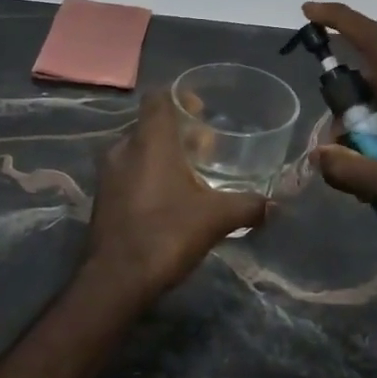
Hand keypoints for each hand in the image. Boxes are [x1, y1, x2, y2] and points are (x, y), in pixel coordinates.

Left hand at [80, 89, 266, 298]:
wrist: (116, 280)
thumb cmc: (166, 234)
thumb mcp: (216, 218)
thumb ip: (247, 206)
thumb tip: (273, 206)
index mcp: (150, 141)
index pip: (158, 97)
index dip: (180, 97)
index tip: (202, 111)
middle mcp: (124, 148)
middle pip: (151, 124)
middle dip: (179, 131)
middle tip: (207, 147)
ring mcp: (109, 174)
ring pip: (139, 149)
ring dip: (164, 155)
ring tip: (193, 174)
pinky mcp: (103, 198)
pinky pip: (129, 172)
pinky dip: (149, 174)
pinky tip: (171, 198)